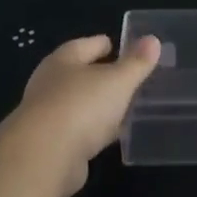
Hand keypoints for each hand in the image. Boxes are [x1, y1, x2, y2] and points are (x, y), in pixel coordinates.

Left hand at [5, 34, 161, 196]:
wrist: (44, 157)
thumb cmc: (82, 106)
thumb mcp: (118, 81)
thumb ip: (136, 62)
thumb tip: (152, 39)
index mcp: (63, 60)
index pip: (87, 45)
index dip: (107, 45)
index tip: (127, 48)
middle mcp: (50, 84)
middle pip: (80, 74)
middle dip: (103, 76)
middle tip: (130, 78)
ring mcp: (48, 115)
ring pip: (80, 103)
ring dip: (99, 105)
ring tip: (125, 106)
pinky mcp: (51, 143)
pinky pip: (79, 130)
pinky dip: (94, 130)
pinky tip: (111, 135)